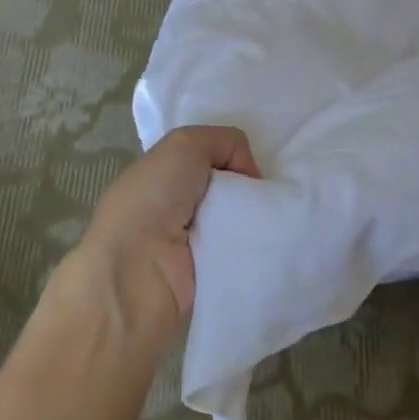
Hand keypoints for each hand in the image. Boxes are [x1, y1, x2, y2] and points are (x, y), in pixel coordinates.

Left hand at [70, 125, 260, 338]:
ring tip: (280, 220)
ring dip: (261, 221)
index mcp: (164, 179)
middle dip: (254, 192)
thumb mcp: (185, 145)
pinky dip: (262, 249)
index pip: (212, 162)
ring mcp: (195, 247)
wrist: (138, 272)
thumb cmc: (153, 201)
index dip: (237, 161)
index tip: (256, 172)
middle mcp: (178, 211)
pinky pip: (247, 254)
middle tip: (275, 197)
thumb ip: (224, 142)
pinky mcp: (212, 277)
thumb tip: (249, 175)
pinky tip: (273, 244)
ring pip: (244, 223)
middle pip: (234, 193)